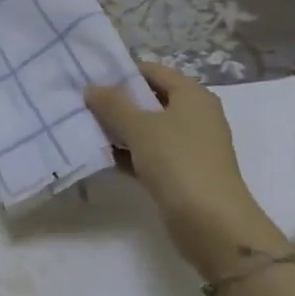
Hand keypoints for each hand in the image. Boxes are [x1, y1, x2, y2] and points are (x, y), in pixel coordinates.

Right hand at [86, 62, 286, 277]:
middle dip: (117, 102)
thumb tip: (91, 88)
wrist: (212, 224)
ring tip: (85, 127)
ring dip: (119, 129)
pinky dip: (128, 153)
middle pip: (149, 99)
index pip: (153, 71)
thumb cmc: (178, 162)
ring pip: (147, 128)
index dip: (122, 72)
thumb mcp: (140, 126)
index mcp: (192, 96)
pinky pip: (149, 154)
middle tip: (82, 103)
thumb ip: (113, 104)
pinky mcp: (181, 173)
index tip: (90, 78)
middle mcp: (194, 116)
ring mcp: (189, 146)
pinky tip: (101, 155)